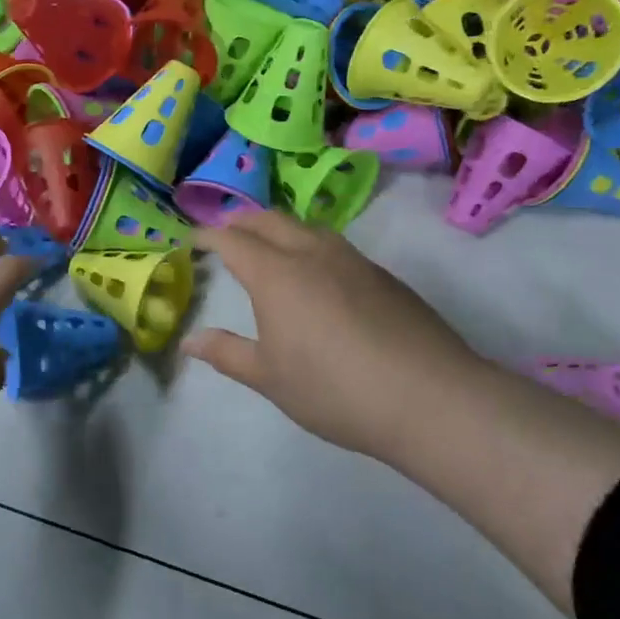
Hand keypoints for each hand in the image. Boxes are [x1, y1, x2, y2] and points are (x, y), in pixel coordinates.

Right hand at [183, 209, 488, 464]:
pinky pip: (334, 245)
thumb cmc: (334, 389)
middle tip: (225, 234)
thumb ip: (227, 353)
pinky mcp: (383, 276)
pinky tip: (317, 275)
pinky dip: (310, 245)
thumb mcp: (270, 378)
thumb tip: (189, 341)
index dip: (208, 235)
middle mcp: (313, 254)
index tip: (192, 239)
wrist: (430, 398)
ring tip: (268, 247)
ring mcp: (354, 261)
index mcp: (277, 275)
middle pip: (270, 220)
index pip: (233, 240)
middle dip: (242, 222)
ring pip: (307, 227)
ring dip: (279, 228)